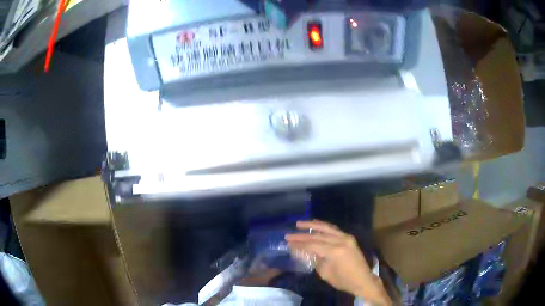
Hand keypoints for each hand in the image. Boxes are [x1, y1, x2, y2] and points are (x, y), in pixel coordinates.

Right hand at [285, 220, 390, 305]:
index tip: (288, 243)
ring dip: (312, 225)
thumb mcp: (325, 273)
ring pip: (326, 228)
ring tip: (300, 224)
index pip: (312, 245)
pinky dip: (323, 227)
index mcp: (334, 251)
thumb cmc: (343, 280)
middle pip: (317, 236)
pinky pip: (334, 230)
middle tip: (289, 234)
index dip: (299, 244)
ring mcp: (346, 237)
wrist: (362, 280)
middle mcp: (340, 241)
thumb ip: (315, 260)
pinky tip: (315, 225)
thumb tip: (304, 252)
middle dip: (302, 235)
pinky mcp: (349, 238)